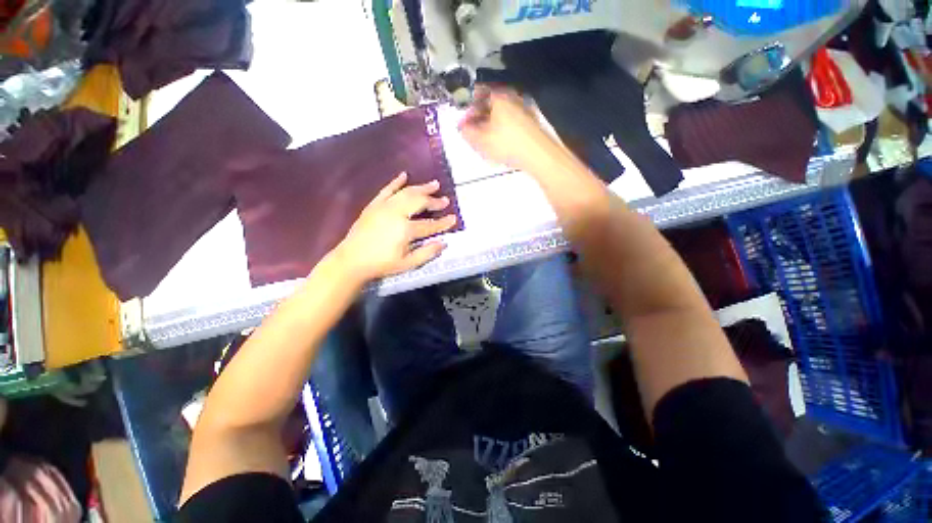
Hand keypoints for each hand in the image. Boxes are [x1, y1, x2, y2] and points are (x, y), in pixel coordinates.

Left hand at [333, 172, 457, 283]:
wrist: (352, 260)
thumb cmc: (382, 264)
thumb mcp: (408, 264)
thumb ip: (427, 253)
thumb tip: (444, 243)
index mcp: (405, 230)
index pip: (430, 224)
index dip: (444, 222)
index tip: (454, 218)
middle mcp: (396, 213)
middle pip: (419, 202)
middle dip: (434, 201)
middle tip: (444, 200)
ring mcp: (384, 207)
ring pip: (406, 193)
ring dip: (421, 188)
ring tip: (434, 184)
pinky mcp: (374, 205)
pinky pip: (387, 190)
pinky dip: (396, 182)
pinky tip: (404, 175)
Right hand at [458, 85, 559, 169]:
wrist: (538, 155)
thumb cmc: (507, 144)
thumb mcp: (481, 140)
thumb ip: (467, 132)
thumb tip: (462, 127)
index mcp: (498, 95)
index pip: (477, 93)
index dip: (467, 108)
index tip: (464, 122)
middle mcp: (512, 96)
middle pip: (490, 102)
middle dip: (479, 117)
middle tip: (473, 133)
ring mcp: (523, 108)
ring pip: (501, 112)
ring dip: (490, 124)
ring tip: (485, 141)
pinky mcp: (530, 122)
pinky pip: (510, 121)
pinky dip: (502, 128)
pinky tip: (500, 143)